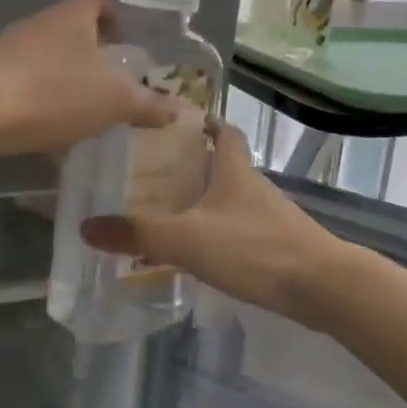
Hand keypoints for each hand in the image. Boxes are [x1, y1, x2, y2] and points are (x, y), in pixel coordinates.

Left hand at [0, 0, 170, 180]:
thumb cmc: (54, 92)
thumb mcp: (115, 100)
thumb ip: (149, 104)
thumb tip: (178, 109)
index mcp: (71, 16)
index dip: (117, 11)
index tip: (132, 35)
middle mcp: (38, 24)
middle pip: (71, 26)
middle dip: (95, 48)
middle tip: (118, 75)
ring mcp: (7, 50)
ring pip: (47, 55)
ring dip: (68, 74)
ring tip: (89, 104)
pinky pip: (26, 82)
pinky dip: (43, 98)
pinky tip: (54, 127)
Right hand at [80, 124, 343, 323]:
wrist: (320, 285)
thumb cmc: (253, 248)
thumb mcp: (187, 240)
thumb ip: (137, 234)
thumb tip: (86, 226)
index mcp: (234, 169)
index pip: (222, 130)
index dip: (202, 122)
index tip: (174, 123)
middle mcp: (254, 185)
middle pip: (223, 164)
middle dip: (192, 165)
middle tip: (152, 173)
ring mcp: (270, 215)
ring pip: (231, 198)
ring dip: (204, 200)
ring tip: (167, 212)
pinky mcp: (278, 243)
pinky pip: (240, 228)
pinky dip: (219, 231)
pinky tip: (200, 251)